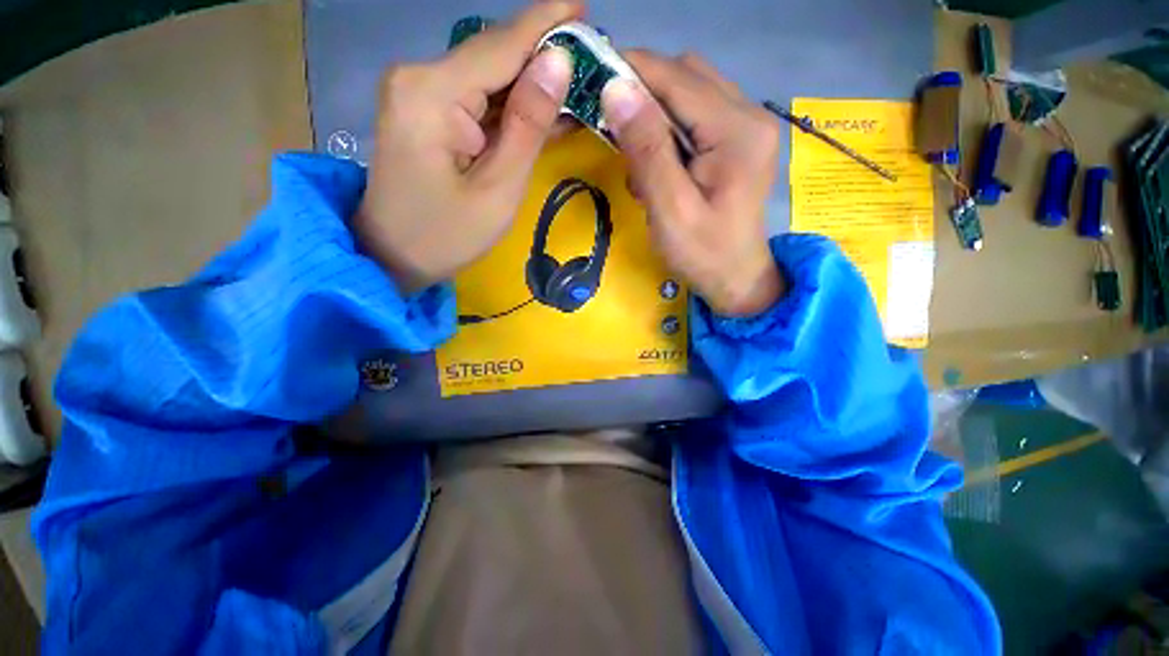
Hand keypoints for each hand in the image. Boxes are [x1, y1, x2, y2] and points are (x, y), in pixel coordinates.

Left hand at [354, 2, 580, 292]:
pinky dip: (511, 106)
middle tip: (592, 60)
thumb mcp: (498, 190)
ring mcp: (419, 94)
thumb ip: (528, 126)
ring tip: (578, 85)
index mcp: (432, 93)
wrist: (392, 256)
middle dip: (544, 57)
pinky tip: (544, 108)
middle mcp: (419, 78)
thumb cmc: (447, 236)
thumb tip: (558, 65)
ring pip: (488, 78)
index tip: (586, 7)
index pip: (501, 46)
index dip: (547, 25)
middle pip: (494, 57)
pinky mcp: (426, 112)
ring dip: (532, 84)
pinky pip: (477, 99)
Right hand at [601, 52, 784, 316]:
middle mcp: (749, 114)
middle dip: (642, 95)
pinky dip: (669, 133)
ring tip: (639, 163)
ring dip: (654, 117)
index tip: (589, 77)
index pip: (676, 78)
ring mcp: (746, 125)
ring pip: (689, 92)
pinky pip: (696, 116)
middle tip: (611, 128)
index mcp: (737, 130)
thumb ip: (647, 150)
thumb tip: (615, 89)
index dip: (630, 71)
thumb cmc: (703, 254)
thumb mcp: (670, 209)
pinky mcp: (738, 140)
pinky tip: (660, 169)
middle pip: (685, 76)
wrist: (737, 279)